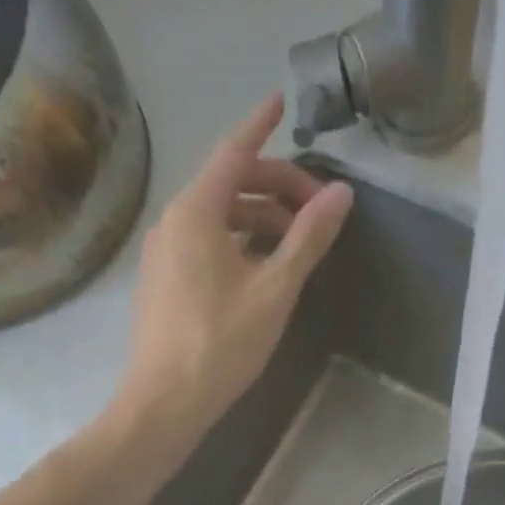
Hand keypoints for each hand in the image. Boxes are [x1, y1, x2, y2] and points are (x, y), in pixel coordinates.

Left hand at [118, 93, 353, 432]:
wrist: (165, 401)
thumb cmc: (221, 342)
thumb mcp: (274, 289)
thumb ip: (308, 237)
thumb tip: (341, 193)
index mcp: (196, 211)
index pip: (234, 152)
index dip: (260, 125)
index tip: (281, 103)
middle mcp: (172, 221)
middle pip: (228, 184)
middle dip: (275, 186)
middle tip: (318, 209)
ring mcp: (162, 253)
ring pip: (217, 217)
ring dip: (259, 218)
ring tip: (297, 243)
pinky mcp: (162, 281)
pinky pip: (203, 243)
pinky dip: (237, 241)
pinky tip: (261, 266)